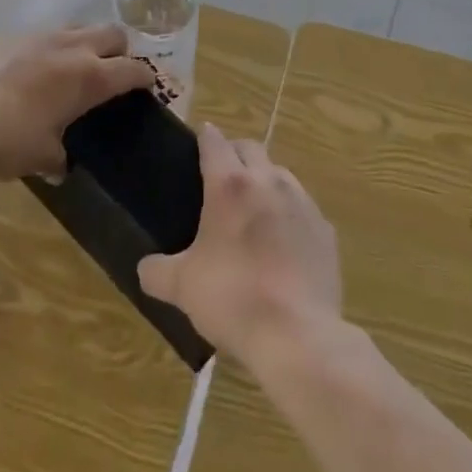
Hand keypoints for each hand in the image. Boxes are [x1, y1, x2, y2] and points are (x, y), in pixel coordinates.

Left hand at [0, 24, 154, 180]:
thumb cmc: (6, 141)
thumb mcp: (40, 157)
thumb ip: (59, 157)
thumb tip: (62, 165)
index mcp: (89, 77)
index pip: (133, 69)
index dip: (145, 78)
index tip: (147, 87)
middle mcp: (70, 47)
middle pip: (113, 34)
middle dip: (119, 51)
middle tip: (111, 73)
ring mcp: (36, 35)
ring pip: (76, 28)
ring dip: (82, 45)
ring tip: (69, 68)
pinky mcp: (5, 34)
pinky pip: (37, 35)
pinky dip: (43, 50)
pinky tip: (26, 72)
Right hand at [138, 124, 341, 367]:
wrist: (297, 334)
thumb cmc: (232, 298)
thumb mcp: (181, 287)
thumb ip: (157, 271)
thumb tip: (145, 267)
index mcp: (230, 185)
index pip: (214, 142)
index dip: (205, 137)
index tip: (198, 140)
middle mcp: (269, 182)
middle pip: (251, 148)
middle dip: (235, 153)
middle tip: (221, 176)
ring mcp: (302, 203)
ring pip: (280, 174)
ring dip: (264, 181)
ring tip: (252, 209)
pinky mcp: (325, 229)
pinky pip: (303, 208)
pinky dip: (289, 214)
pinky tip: (282, 242)